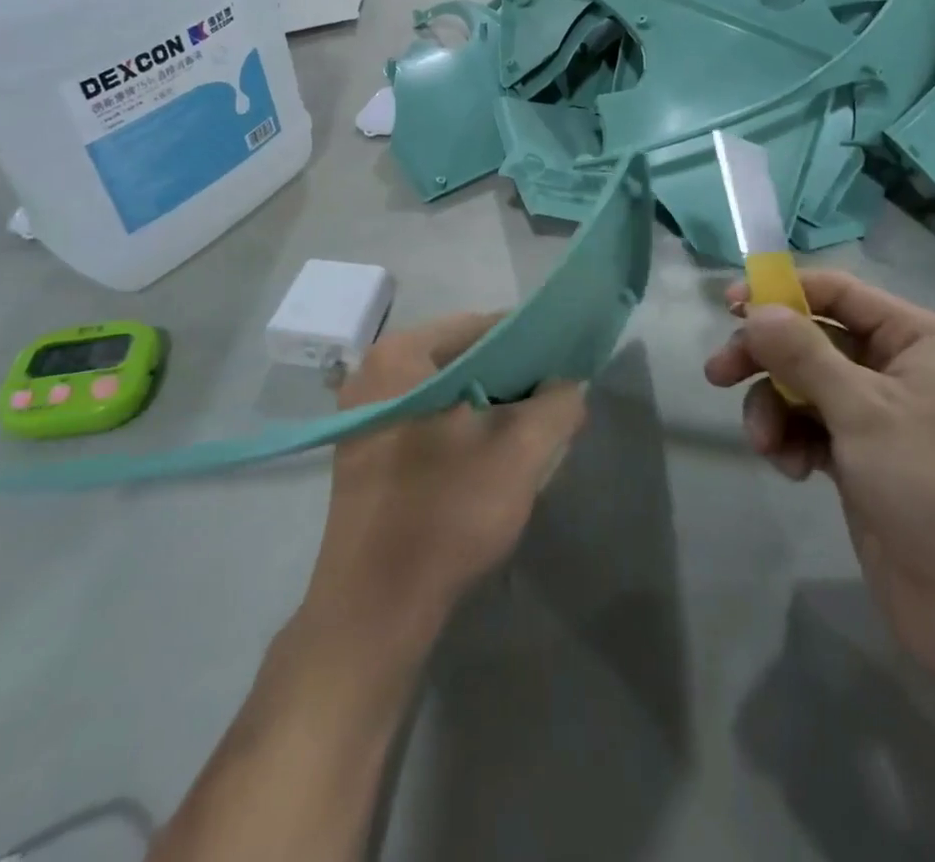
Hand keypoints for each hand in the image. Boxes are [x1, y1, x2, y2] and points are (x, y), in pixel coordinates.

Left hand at [304, 313, 587, 647]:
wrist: (373, 609)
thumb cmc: (445, 514)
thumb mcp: (519, 454)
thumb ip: (557, 406)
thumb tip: (571, 385)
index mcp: (401, 355)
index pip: (481, 326)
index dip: (531, 341)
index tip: (566, 363)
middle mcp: (374, 371)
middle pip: (461, 357)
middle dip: (511, 377)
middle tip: (553, 399)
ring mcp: (363, 411)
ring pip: (445, 390)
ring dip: (489, 404)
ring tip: (529, 426)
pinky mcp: (364, 448)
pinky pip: (426, 416)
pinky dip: (460, 425)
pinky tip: (488, 453)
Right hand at [706, 272, 934, 703]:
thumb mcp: (864, 410)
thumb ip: (802, 353)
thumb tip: (755, 308)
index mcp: (918, 340)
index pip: (839, 293)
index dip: (783, 292)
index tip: (729, 304)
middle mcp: (899, 370)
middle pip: (813, 340)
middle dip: (766, 358)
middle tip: (718, 374)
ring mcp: (880, 419)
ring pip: (805, 387)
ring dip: (774, 407)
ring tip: (765, 444)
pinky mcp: (863, 462)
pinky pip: (811, 429)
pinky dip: (792, 440)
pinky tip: (789, 468)